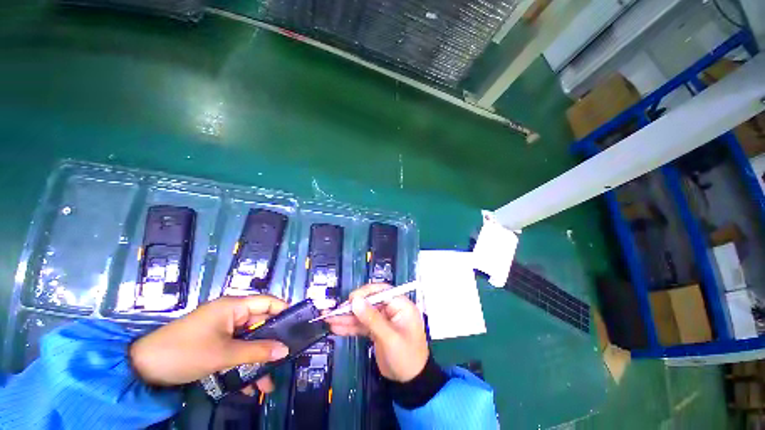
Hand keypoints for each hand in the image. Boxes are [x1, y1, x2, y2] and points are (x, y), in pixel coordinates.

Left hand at [129, 295, 288, 391]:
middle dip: (272, 344)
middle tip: (286, 359)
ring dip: (258, 361)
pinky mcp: (215, 344)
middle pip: (260, 324)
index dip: (284, 311)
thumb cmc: (185, 352)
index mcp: (234, 306)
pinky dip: (242, 367)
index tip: (298, 326)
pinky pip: (235, 352)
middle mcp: (231, 315)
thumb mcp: (223, 354)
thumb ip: (257, 351)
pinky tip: (248, 388)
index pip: (268, 302)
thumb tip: (285, 350)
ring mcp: (223, 330)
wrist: (142, 369)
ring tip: (268, 384)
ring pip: (249, 342)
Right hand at [326, 284, 427, 382]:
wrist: (411, 383)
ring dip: (347, 317)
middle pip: (370, 302)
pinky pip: (363, 325)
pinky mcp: (377, 331)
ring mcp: (384, 320)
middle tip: (335, 311)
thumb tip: (356, 301)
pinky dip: (351, 327)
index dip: (366, 293)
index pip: (382, 291)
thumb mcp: (389, 338)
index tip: (350, 299)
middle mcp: (392, 310)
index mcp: (401, 305)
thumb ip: (372, 319)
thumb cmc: (406, 357)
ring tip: (330, 319)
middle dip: (353, 307)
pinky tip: (337, 328)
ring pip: (364, 314)